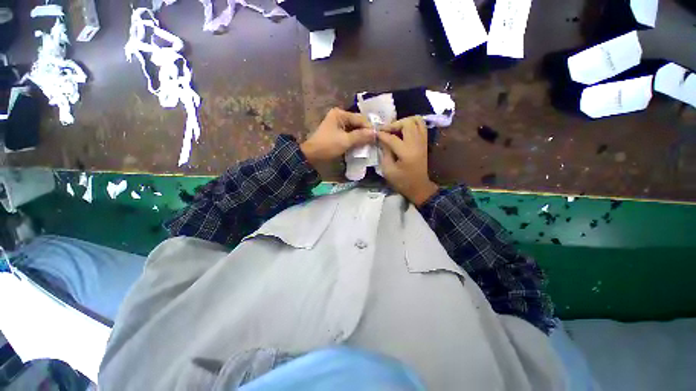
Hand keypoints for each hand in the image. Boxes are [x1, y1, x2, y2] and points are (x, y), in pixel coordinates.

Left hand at [300, 108, 374, 165]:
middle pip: (358, 123)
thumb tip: (375, 133)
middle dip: (366, 132)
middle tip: (375, 141)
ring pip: (355, 129)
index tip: (378, 137)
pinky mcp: (338, 133)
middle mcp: (339, 116)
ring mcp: (338, 125)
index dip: (369, 127)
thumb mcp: (345, 141)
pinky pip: (350, 134)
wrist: (312, 156)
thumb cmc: (327, 146)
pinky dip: (356, 139)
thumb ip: (360, 136)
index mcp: (340, 114)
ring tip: (370, 144)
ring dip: (362, 136)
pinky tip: (362, 145)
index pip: (360, 118)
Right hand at [378, 116, 438, 205]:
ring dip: (404, 122)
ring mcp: (422, 141)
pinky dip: (412, 124)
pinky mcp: (424, 142)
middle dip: (394, 125)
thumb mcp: (388, 170)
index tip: (374, 133)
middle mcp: (416, 143)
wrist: (419, 187)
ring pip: (416, 120)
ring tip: (395, 129)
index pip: (392, 138)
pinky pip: (421, 125)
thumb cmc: (401, 181)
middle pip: (407, 123)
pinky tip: (403, 131)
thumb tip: (381, 140)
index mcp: (406, 152)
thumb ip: (384, 152)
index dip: (382, 134)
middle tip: (386, 131)